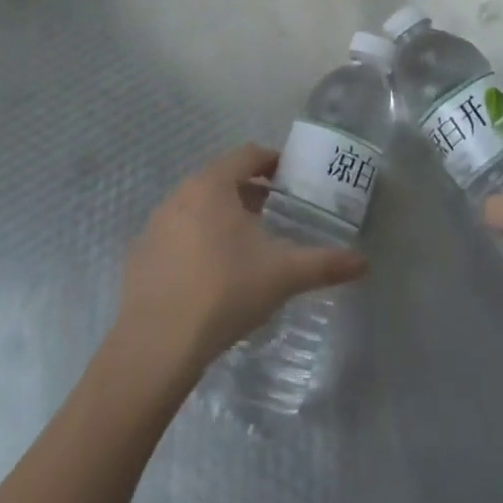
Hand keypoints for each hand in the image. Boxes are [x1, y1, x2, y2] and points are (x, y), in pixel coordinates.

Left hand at [112, 144, 366, 378]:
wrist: (156, 347)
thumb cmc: (224, 292)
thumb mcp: (282, 275)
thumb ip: (324, 264)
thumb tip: (363, 263)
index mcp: (213, 184)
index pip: (248, 155)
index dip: (273, 161)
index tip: (290, 179)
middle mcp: (180, 193)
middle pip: (221, 179)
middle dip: (249, 191)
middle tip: (273, 213)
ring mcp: (154, 224)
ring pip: (196, 206)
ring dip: (221, 215)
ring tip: (243, 245)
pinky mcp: (138, 256)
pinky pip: (174, 235)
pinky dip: (194, 242)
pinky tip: (208, 275)